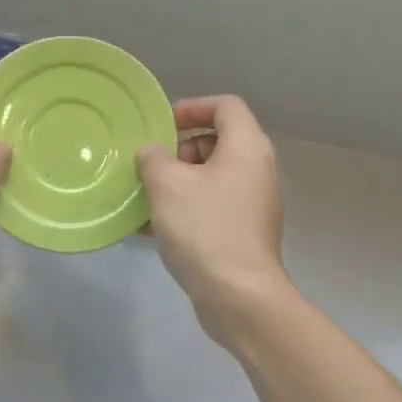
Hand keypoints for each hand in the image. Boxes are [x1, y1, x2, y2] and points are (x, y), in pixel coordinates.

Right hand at [137, 95, 288, 342]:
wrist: (238, 295)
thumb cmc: (204, 229)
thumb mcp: (167, 185)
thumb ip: (153, 158)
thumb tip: (153, 153)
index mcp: (246, 148)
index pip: (225, 106)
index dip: (192, 107)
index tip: (161, 125)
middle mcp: (256, 171)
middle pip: (218, 142)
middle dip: (179, 150)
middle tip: (151, 167)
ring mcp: (252, 204)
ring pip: (211, 178)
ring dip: (177, 182)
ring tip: (144, 197)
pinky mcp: (243, 233)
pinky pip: (211, 207)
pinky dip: (184, 208)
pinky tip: (150, 227)